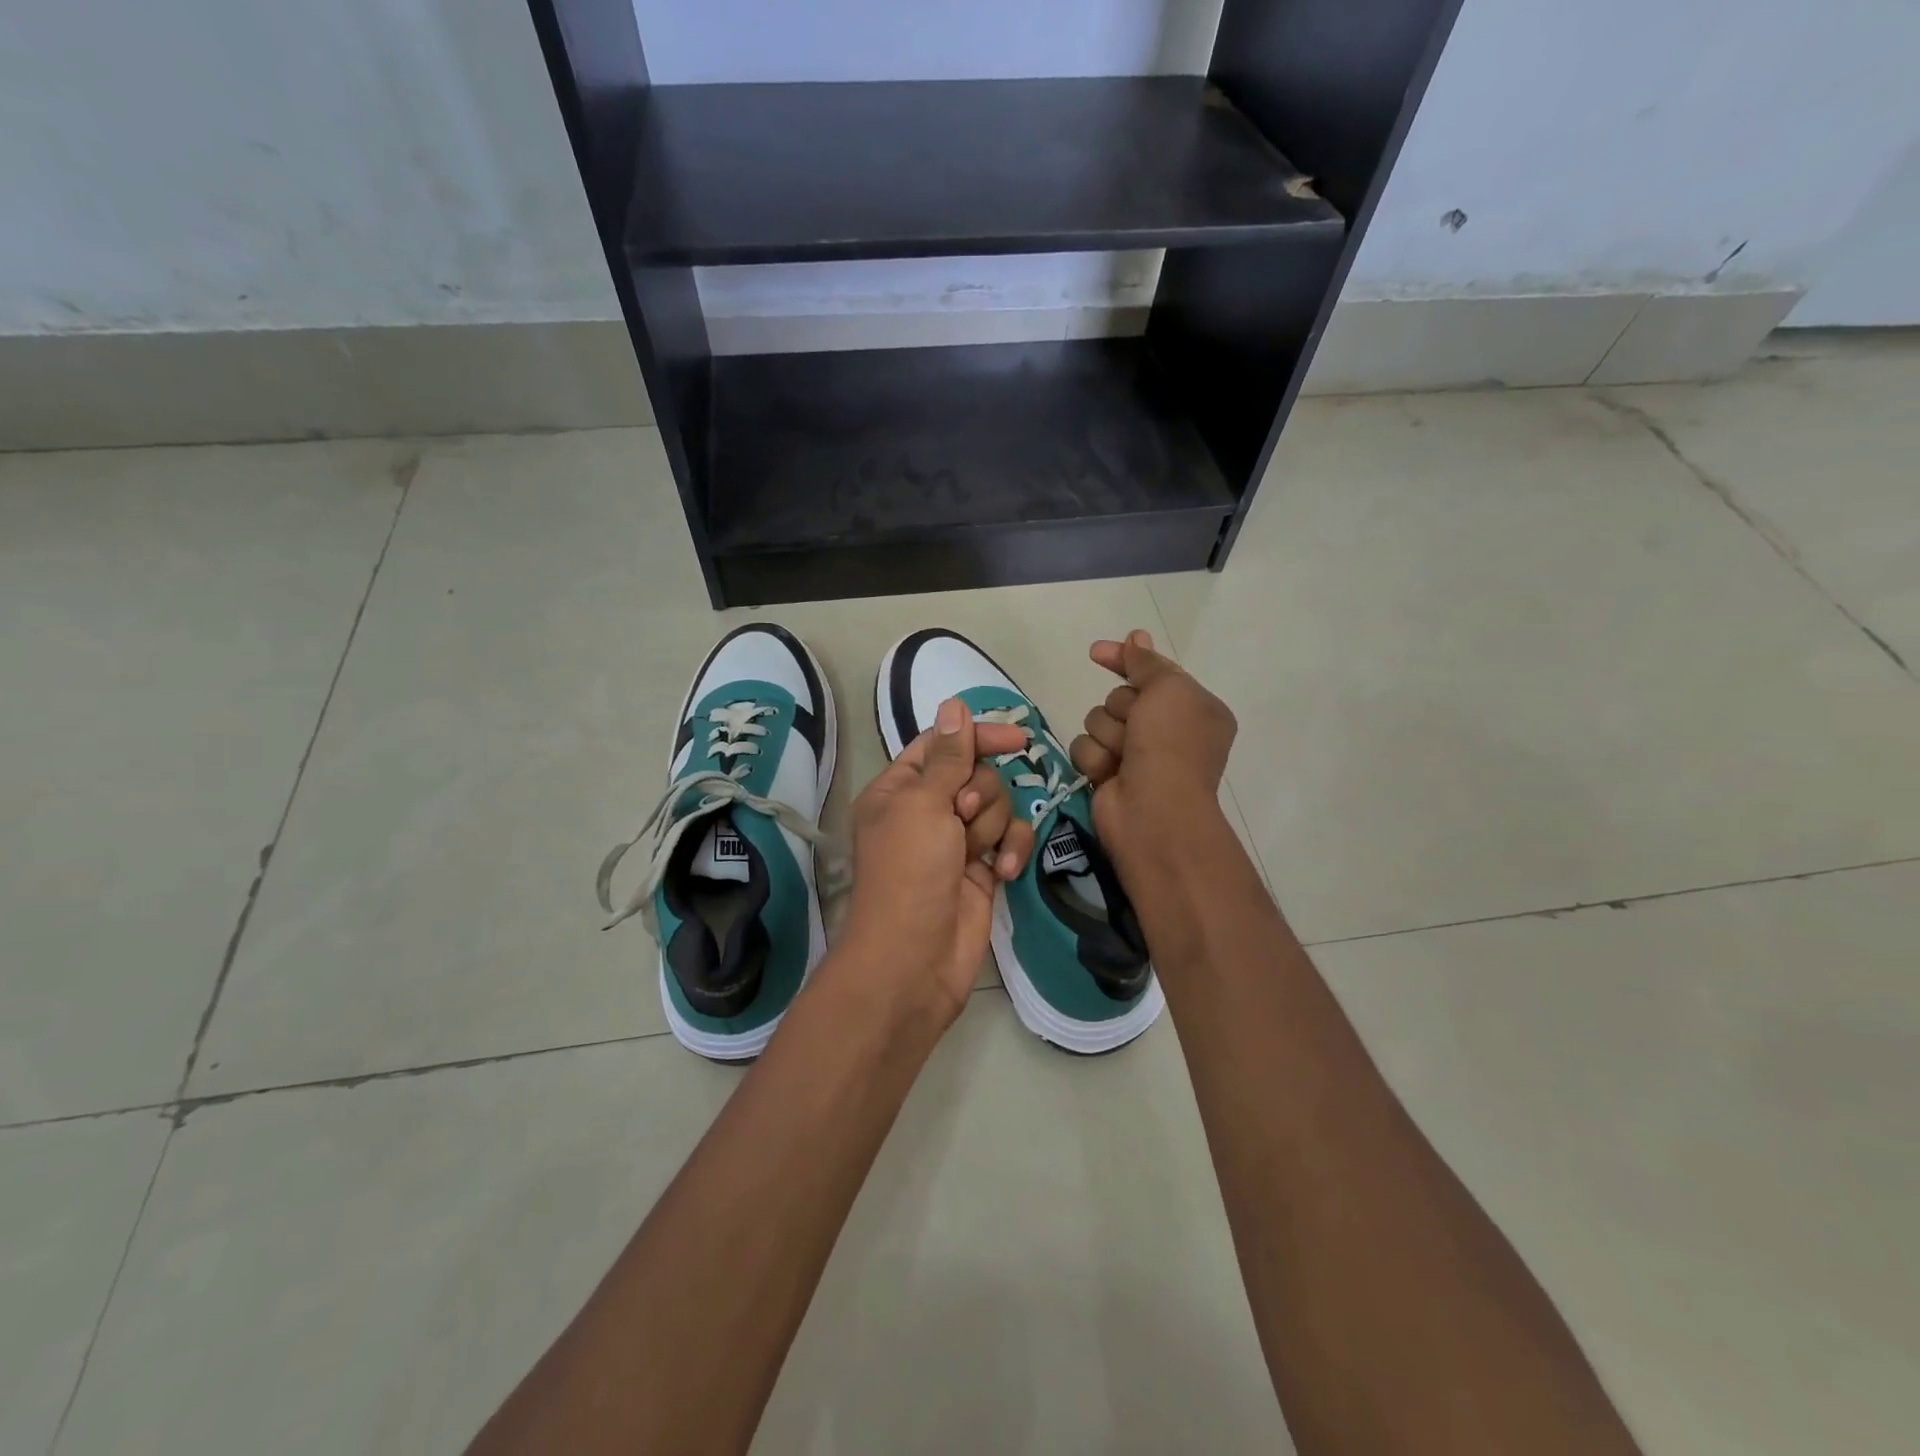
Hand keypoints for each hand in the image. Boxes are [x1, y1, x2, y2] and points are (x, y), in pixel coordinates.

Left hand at [835, 699, 1036, 1026]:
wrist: (915, 958)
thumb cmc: (909, 872)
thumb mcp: (923, 805)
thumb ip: (949, 757)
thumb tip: (955, 705)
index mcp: (899, 789)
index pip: (943, 745)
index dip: (977, 737)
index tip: (1016, 740)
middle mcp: (927, 810)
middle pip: (976, 774)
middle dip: (980, 793)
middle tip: (963, 817)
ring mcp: (956, 841)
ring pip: (997, 806)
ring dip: (993, 826)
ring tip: (976, 853)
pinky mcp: (982, 869)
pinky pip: (1008, 841)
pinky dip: (1010, 852)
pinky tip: (1004, 872)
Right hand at [1069, 629, 1236, 872]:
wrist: (1153, 811)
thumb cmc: (1170, 745)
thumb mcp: (1168, 690)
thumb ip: (1147, 662)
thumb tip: (1136, 636)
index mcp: (1193, 708)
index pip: (1153, 672)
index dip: (1125, 660)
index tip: (1096, 652)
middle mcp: (1167, 731)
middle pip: (1120, 697)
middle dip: (1121, 709)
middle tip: (1137, 729)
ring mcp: (1136, 755)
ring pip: (1098, 722)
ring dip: (1107, 735)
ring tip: (1123, 756)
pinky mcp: (1109, 775)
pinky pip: (1085, 749)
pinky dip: (1095, 759)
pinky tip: (1108, 774)